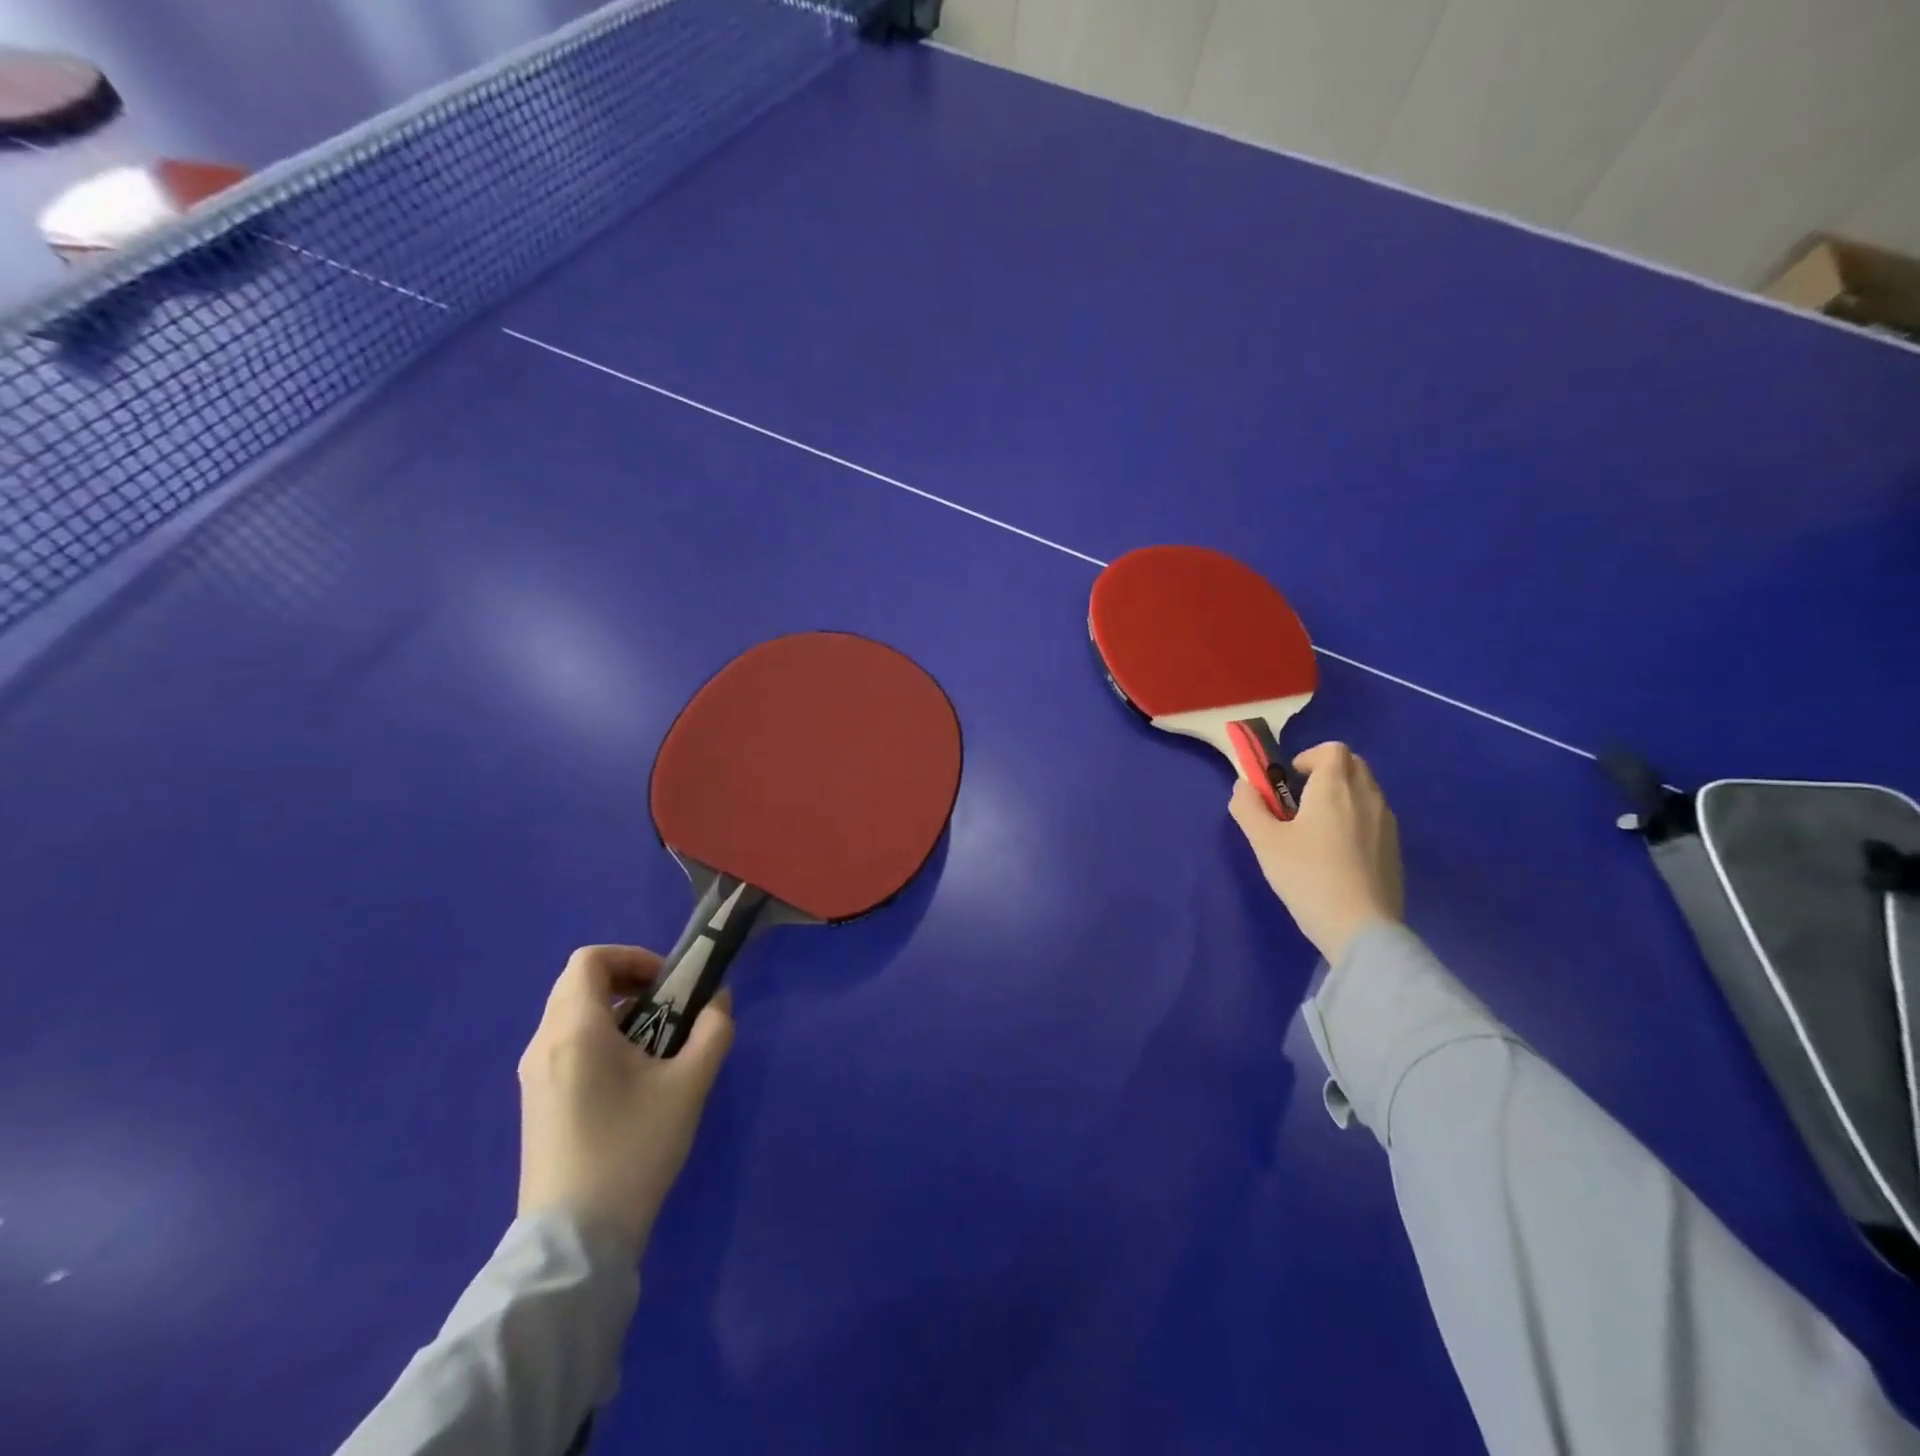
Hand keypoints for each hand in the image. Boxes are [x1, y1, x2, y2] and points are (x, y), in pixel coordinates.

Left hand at [516, 945, 734, 1255]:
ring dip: (617, 1011)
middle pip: (580, 984)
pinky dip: (600, 1038)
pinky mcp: (536, 1102)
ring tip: (657, 1044)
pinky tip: (632, 1077)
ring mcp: (534, 1076)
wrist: (575, 1241)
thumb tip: (718, 1000)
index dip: (632, 957)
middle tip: (669, 1007)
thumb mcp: (689, 1086)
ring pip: (572, 1015)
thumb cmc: (633, 1149)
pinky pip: (566, 1045)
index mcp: (574, 1030)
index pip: (590, 960)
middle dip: (628, 982)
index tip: (668, 983)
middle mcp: (544, 1044)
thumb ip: (712, 1031)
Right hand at [1228, 741, 1404, 963]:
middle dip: (1327, 772)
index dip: (1309, 757)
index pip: (1332, 749)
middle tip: (1300, 801)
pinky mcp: (1395, 850)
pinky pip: (1375, 818)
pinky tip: (1338, 854)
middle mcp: (1367, 797)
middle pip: (1353, 765)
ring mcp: (1387, 824)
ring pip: (1366, 791)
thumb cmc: (1307, 876)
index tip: (1290, 780)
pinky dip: (1357, 820)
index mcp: (1334, 788)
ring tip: (1317, 829)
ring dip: (1343, 796)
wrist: (1360, 928)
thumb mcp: (1264, 842)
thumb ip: (1249, 808)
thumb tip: (1243, 786)